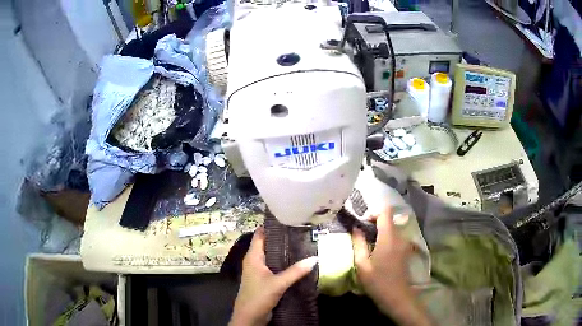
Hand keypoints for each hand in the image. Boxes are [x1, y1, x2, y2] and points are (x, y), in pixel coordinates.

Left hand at [229, 227, 318, 325]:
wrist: (250, 317)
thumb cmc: (258, 296)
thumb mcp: (278, 283)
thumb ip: (296, 271)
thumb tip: (315, 258)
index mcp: (253, 257)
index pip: (260, 235)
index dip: (271, 226)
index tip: (287, 217)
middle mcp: (255, 261)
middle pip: (268, 244)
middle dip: (282, 238)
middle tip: (301, 230)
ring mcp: (259, 271)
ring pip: (272, 256)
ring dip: (284, 252)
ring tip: (303, 243)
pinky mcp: (264, 280)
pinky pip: (275, 267)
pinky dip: (285, 263)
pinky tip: (297, 262)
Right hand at [352, 207, 431, 325]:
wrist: (396, 296)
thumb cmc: (377, 281)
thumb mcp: (362, 264)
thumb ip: (358, 243)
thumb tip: (356, 228)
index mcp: (389, 237)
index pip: (385, 212)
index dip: (373, 212)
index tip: (362, 222)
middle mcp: (400, 236)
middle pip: (390, 218)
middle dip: (376, 221)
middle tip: (363, 232)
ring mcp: (405, 242)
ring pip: (393, 227)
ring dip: (381, 230)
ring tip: (369, 241)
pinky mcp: (406, 249)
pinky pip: (396, 236)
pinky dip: (387, 237)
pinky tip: (378, 249)